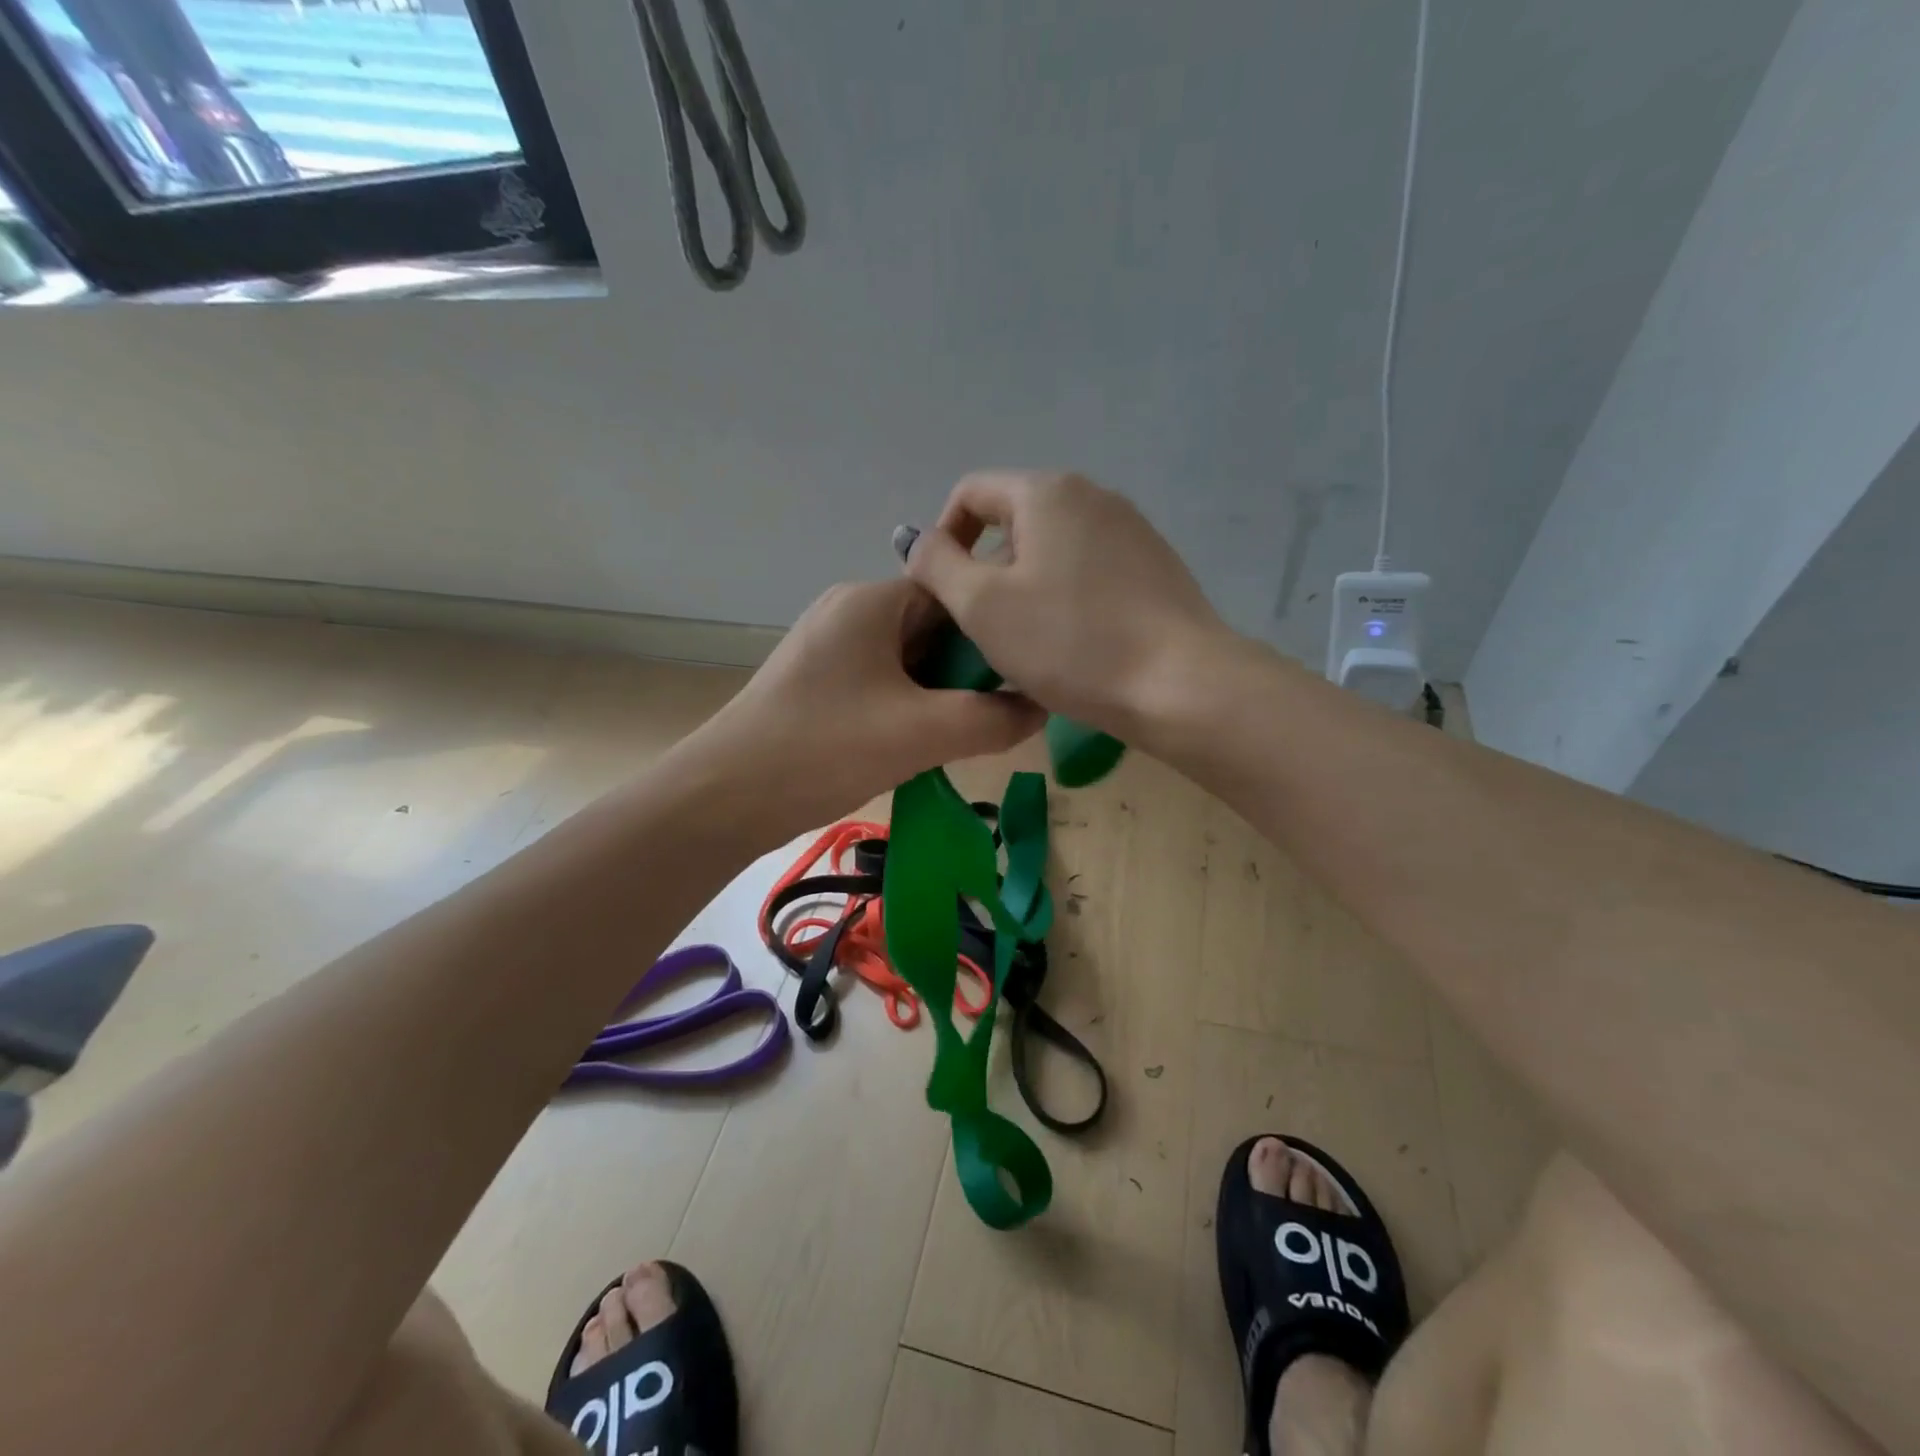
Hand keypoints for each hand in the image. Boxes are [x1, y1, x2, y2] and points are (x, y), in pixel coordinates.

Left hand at [685, 578, 1044, 843]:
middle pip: (932, 627)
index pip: (954, 594)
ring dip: (941, 694)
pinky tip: (925, 744)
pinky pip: (883, 684)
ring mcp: (830, 649)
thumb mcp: (921, 733)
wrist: (724, 797)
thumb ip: (991, 719)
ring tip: (969, 733)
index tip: (1024, 675)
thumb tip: (1041, 708)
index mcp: (872, 602)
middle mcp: (850, 613)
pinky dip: (911, 708)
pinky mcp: (820, 685)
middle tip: (1000, 715)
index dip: (993, 631)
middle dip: (968, 670)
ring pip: (909, 661)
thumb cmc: (825, 748)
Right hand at [901, 471, 1229, 736]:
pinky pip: (1090, 570)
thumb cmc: (1069, 642)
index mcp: (1047, 492)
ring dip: (1024, 586)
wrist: (1179, 684)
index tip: (941, 591)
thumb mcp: (982, 606)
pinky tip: (1071, 643)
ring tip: (1025, 641)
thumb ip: (938, 565)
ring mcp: (1132, 530)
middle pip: (1015, 520)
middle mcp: (1093, 496)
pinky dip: (1065, 596)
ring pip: (1053, 549)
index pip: (972, 493)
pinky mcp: (1155, 566)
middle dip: (986, 568)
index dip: (943, 537)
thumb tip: (918, 540)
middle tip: (981, 628)